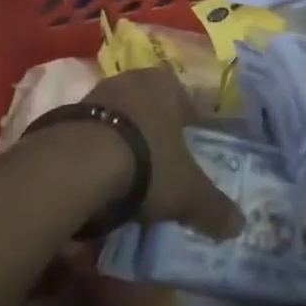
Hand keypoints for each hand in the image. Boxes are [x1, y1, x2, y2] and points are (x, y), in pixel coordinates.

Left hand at [86, 68, 242, 239]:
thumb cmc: (147, 162)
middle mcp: (132, 79)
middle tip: (160, 164)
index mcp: (166, 84)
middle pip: (150, 106)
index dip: (190, 125)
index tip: (189, 150)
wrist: (77, 163)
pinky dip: (96, 151)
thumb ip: (213, 207)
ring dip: (123, 140)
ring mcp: (96, 93)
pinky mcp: (66, 113)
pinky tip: (98, 179)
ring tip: (127, 176)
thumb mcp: (187, 191)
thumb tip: (239, 226)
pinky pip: (91, 132)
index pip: (185, 100)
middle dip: (154, 131)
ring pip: (119, 116)